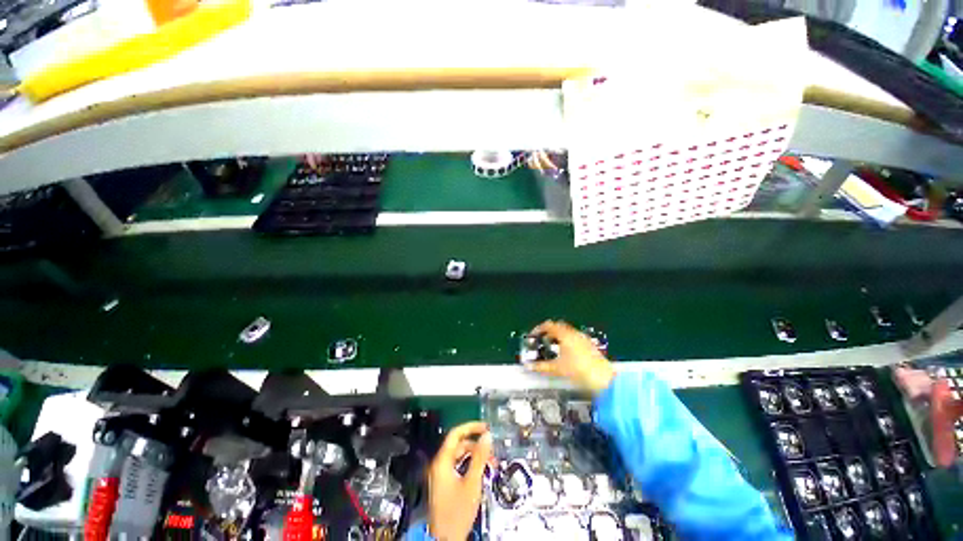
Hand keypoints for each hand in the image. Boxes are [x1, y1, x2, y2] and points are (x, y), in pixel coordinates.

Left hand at [428, 422, 492, 540]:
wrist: (446, 540)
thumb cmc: (458, 511)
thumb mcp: (472, 482)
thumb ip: (480, 457)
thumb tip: (487, 436)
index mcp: (442, 461)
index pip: (456, 434)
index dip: (471, 427)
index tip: (486, 427)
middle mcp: (439, 464)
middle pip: (458, 445)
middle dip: (476, 444)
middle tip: (492, 450)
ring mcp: (440, 474)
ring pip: (459, 456)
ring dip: (475, 456)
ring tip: (490, 462)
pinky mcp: (444, 483)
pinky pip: (457, 466)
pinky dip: (469, 465)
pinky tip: (480, 471)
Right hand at [527, 320, 615, 394]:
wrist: (603, 379)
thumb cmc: (579, 370)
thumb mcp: (556, 369)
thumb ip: (541, 366)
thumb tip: (530, 366)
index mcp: (564, 334)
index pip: (548, 325)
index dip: (539, 329)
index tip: (533, 335)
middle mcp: (574, 333)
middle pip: (558, 327)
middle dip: (548, 333)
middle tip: (542, 341)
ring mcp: (583, 338)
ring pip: (566, 332)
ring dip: (558, 337)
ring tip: (552, 348)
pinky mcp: (589, 345)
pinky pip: (574, 338)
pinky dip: (566, 341)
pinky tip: (565, 354)